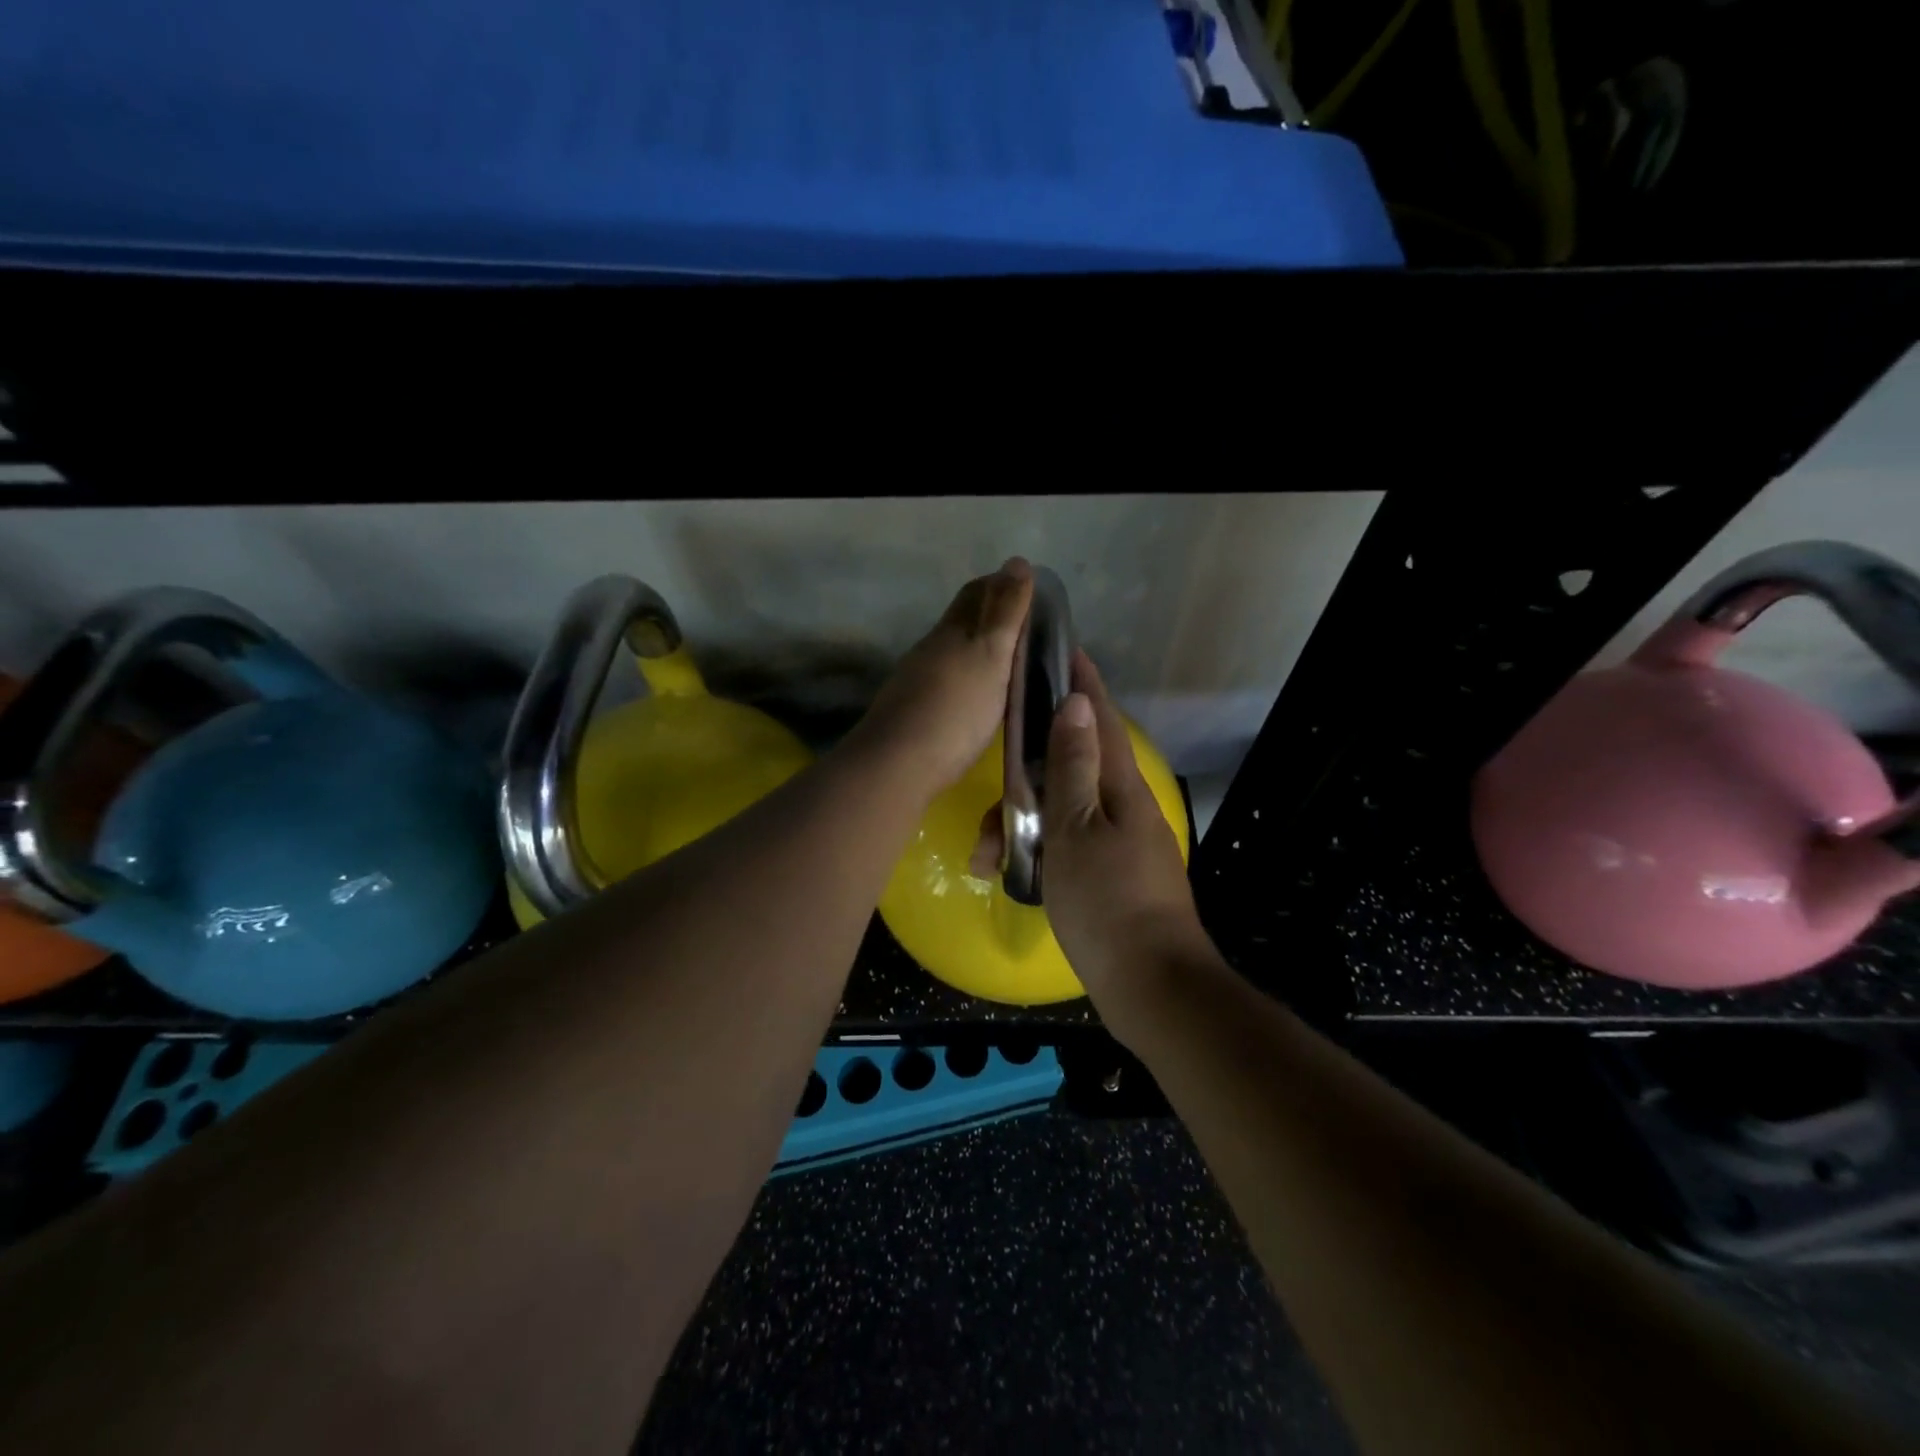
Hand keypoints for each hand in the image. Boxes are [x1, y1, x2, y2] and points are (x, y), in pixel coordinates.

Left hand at [853, 559, 1032, 797]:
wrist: (898, 764)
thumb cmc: (955, 709)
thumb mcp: (989, 655)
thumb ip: (1005, 613)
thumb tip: (1017, 561)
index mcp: (952, 630)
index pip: (977, 593)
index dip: (1002, 585)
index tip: (1030, 590)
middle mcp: (932, 649)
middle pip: (962, 621)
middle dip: (991, 615)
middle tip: (1027, 627)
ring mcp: (919, 681)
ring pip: (953, 652)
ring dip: (980, 650)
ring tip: (1011, 663)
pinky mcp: (915, 712)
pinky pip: (948, 682)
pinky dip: (969, 678)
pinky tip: (980, 696)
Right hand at [1020, 652, 1209, 1002]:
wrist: (1151, 986)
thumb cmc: (1107, 902)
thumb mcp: (1078, 830)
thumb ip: (1074, 767)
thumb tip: (1078, 703)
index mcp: (1122, 788)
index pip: (1101, 720)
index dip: (1083, 684)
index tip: (1063, 651)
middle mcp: (1125, 807)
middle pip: (1072, 768)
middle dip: (1028, 773)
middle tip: (992, 790)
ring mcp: (1120, 843)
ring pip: (1062, 812)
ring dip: (1022, 824)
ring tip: (984, 856)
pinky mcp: (1111, 875)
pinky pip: (1067, 846)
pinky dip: (1038, 851)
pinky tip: (1010, 873)